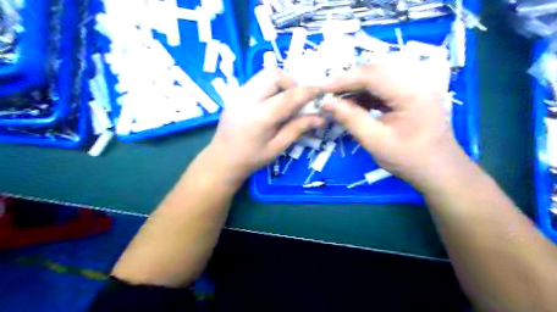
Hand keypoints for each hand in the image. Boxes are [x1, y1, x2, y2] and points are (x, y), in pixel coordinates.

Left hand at [206, 67, 324, 182]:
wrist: (221, 160)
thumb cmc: (251, 158)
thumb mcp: (277, 147)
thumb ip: (298, 128)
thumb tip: (321, 118)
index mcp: (259, 117)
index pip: (288, 96)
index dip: (308, 92)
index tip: (321, 91)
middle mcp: (247, 99)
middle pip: (274, 74)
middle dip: (292, 82)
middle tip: (297, 100)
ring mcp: (238, 94)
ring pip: (265, 74)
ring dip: (281, 83)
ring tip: (285, 101)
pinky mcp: (235, 94)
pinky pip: (257, 81)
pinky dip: (270, 86)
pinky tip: (272, 103)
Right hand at [322, 52, 467, 186]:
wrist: (439, 169)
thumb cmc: (409, 159)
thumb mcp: (375, 141)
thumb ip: (350, 119)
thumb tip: (326, 104)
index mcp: (412, 91)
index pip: (372, 75)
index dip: (344, 80)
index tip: (323, 90)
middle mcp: (418, 79)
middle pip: (376, 69)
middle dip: (349, 81)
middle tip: (329, 94)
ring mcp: (419, 83)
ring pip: (380, 75)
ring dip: (358, 86)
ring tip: (340, 100)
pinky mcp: (415, 90)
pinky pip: (386, 84)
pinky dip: (368, 92)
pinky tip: (356, 103)